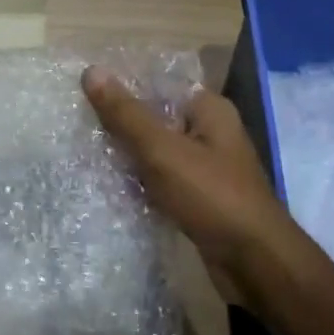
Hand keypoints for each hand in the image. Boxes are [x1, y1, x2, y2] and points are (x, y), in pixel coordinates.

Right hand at [83, 67, 305, 276]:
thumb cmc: (211, 196)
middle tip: (78, 126)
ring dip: (127, 155)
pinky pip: (161, 179)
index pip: (157, 83)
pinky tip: (110, 186)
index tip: (82, 94)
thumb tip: (91, 70)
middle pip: (155, 117)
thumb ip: (126, 114)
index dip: (121, 87)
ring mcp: (206, 166)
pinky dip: (140, 182)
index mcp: (208, 109)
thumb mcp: (162, 150)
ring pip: (156, 150)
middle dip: (120, 124)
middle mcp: (210, 131)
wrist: (255, 264)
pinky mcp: (199, 196)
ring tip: (85, 153)